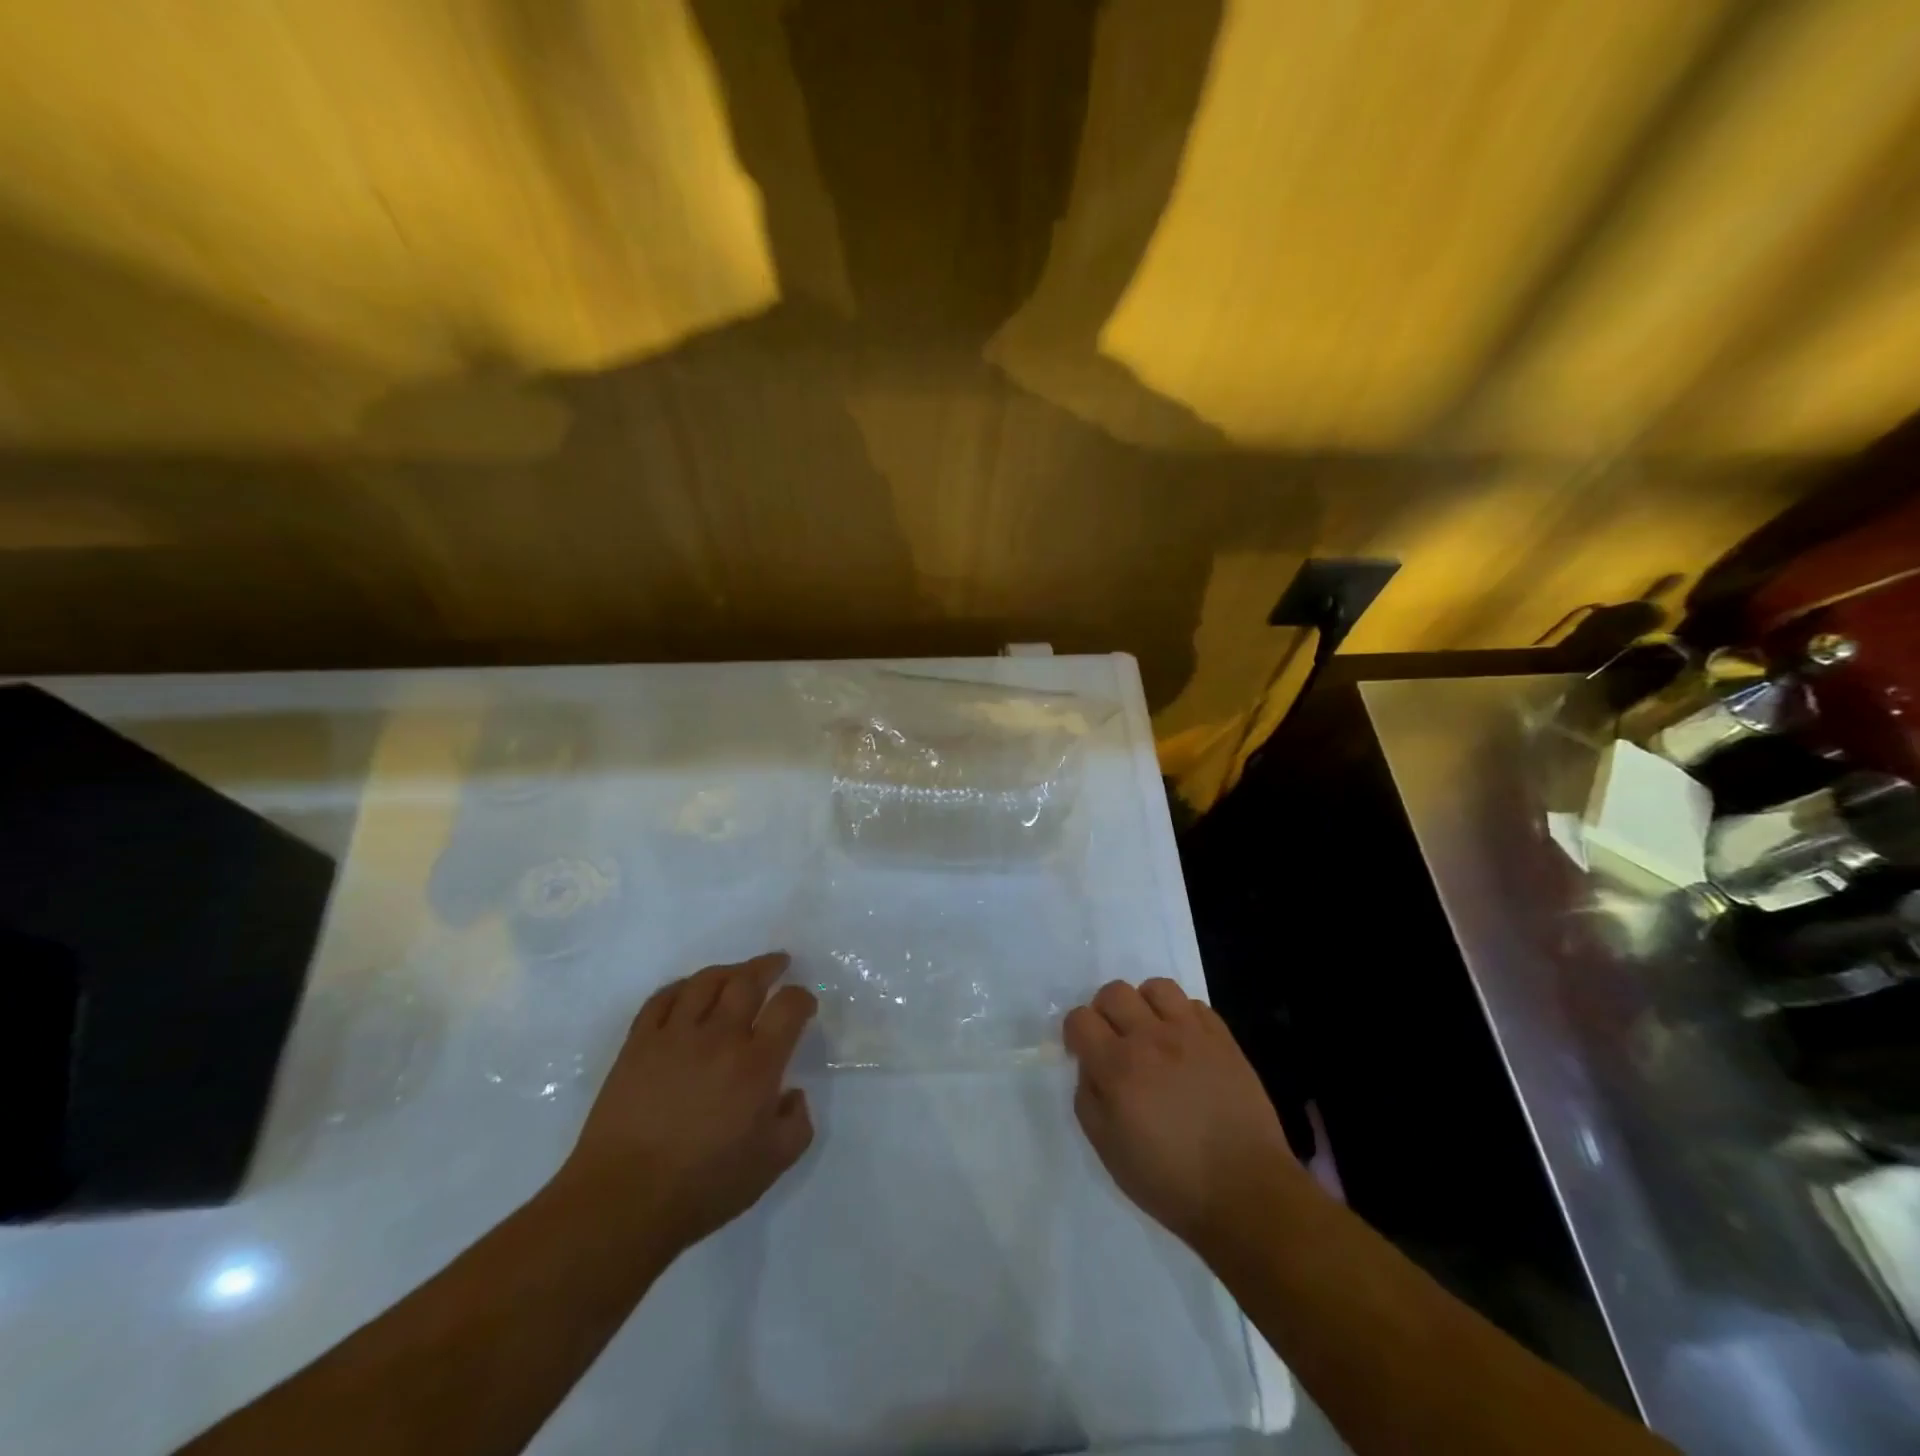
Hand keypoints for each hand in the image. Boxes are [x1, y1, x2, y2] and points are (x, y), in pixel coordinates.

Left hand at [557, 951, 817, 1255]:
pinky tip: (688, 992)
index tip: (804, 1004)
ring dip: (727, 971)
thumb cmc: (704, 1187)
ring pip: (705, 982)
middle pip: (747, 981)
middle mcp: (719, 1037)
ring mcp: (674, 1036)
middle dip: (768, 966)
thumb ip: (797, 1124)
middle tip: (778, 963)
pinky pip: (661, 999)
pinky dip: (680, 987)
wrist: (623, 1202)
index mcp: (757, 1064)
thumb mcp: (772, 1165)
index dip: (802, 998)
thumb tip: (792, 1094)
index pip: (788, 1007)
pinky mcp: (638, 1044)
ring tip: (737, 973)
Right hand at [1064, 978, 1302, 1248]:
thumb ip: (1088, 1099)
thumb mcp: (1108, 1151)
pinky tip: (1184, 1043)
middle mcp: (1150, 1038)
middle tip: (1114, 1040)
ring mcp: (1190, 1033)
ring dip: (1145, 1005)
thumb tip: (1090, 1067)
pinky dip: (1182, 1016)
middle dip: (1105, 1011)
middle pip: (1114, 992)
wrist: (1245, 1191)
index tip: (1083, 1054)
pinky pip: (1194, 1005)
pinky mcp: (1223, 1038)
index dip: (1075, 1033)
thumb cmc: (1169, 1181)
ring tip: (1151, 1032)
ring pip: (1156, 987)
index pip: (1080, 1019)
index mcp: (1117, 1067)